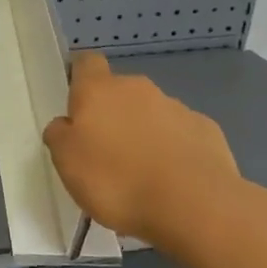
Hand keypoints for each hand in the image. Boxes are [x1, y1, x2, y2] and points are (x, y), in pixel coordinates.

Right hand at [43, 53, 244, 259]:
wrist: (193, 204)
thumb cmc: (117, 180)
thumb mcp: (67, 163)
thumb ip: (60, 135)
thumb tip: (66, 124)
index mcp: (99, 90)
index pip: (86, 63)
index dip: (80, 77)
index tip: (76, 104)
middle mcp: (138, 88)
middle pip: (119, 91)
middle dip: (113, 115)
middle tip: (106, 154)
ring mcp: (176, 107)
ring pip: (151, 114)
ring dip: (144, 134)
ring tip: (141, 176)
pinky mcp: (206, 130)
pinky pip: (180, 135)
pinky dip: (173, 151)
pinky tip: (173, 181)